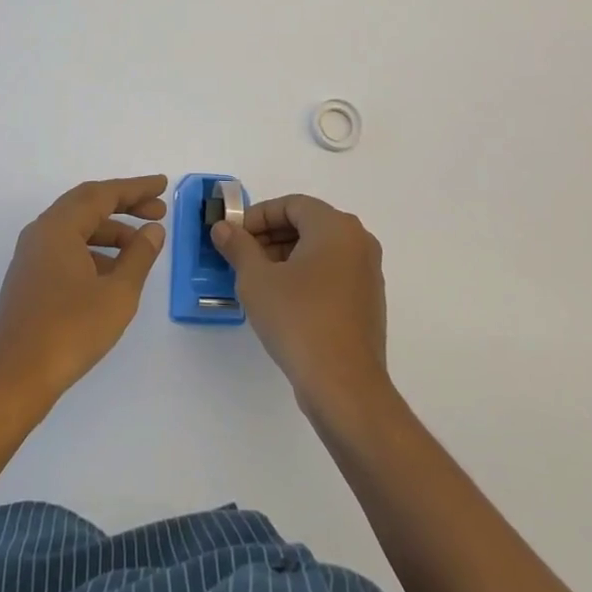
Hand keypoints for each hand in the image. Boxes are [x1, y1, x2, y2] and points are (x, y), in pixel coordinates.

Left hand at [0, 176, 167, 406]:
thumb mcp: (117, 293)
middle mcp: (42, 232)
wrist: (13, 380)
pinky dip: (93, 250)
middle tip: (158, 212)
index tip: (162, 186)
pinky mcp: (29, 279)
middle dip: (124, 205)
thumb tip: (153, 230)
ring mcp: (32, 256)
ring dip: (110, 231)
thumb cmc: (69, 331)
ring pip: (77, 228)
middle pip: (88, 205)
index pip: (103, 194)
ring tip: (141, 247)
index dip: (136, 189)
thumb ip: (139, 256)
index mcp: (59, 226)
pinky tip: (113, 273)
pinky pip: (66, 248)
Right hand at [212, 195, 389, 415]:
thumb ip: (238, 247)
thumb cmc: (299, 320)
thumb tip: (223, 228)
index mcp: (335, 226)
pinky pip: (332, 273)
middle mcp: (358, 241)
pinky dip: (306, 275)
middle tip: (241, 257)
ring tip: (257, 280)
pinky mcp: (368, 301)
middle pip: (307, 224)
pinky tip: (283, 301)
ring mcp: (367, 272)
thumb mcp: (257, 280)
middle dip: (270, 236)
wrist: (344, 386)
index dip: (258, 217)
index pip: (291, 205)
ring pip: (319, 249)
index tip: (234, 236)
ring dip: (286, 256)